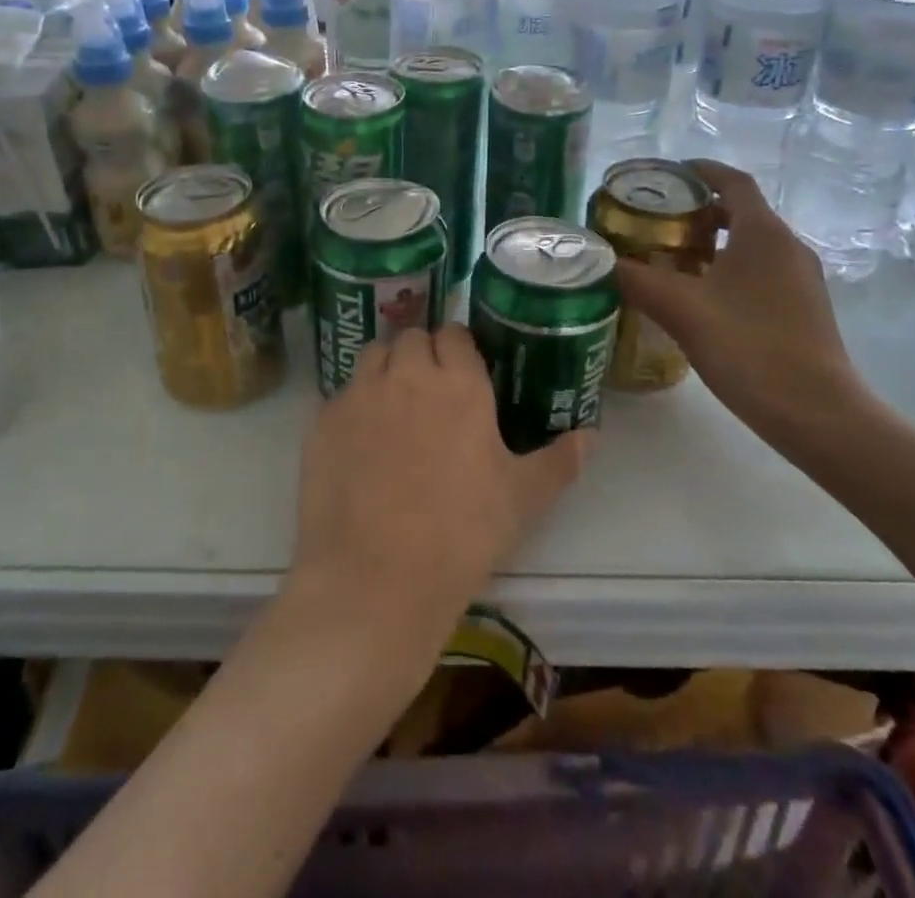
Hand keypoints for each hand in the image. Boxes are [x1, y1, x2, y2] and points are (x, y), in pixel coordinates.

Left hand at [288, 325, 589, 645]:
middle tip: (430, 391)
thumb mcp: (522, 499)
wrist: (375, 579)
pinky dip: (354, 405)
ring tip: (394, 406)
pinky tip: (361, 443)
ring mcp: (360, 395)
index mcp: (460, 384)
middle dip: (422, 353)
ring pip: (373, 355)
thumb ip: (559, 461)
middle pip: (412, 337)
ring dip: (386, 368)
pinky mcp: (323, 421)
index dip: (459, 348)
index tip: (463, 372)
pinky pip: (341, 394)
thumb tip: (592, 436)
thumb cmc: (462, 535)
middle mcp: (408, 375)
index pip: (455, 334)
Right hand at [615, 160, 863, 438]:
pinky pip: (761, 273)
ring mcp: (802, 280)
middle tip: (656, 224)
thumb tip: (600, 260)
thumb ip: (636, 279)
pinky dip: (729, 271)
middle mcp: (788, 247)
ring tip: (671, 262)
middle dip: (698, 211)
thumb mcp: (681, 309)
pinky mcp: (804, 309)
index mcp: (764, 232)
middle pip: (741, 212)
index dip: (700, 171)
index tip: (666, 175)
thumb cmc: (748, 347)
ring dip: (713, 245)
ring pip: (751, 245)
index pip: (733, 180)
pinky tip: (702, 302)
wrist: (816, 414)